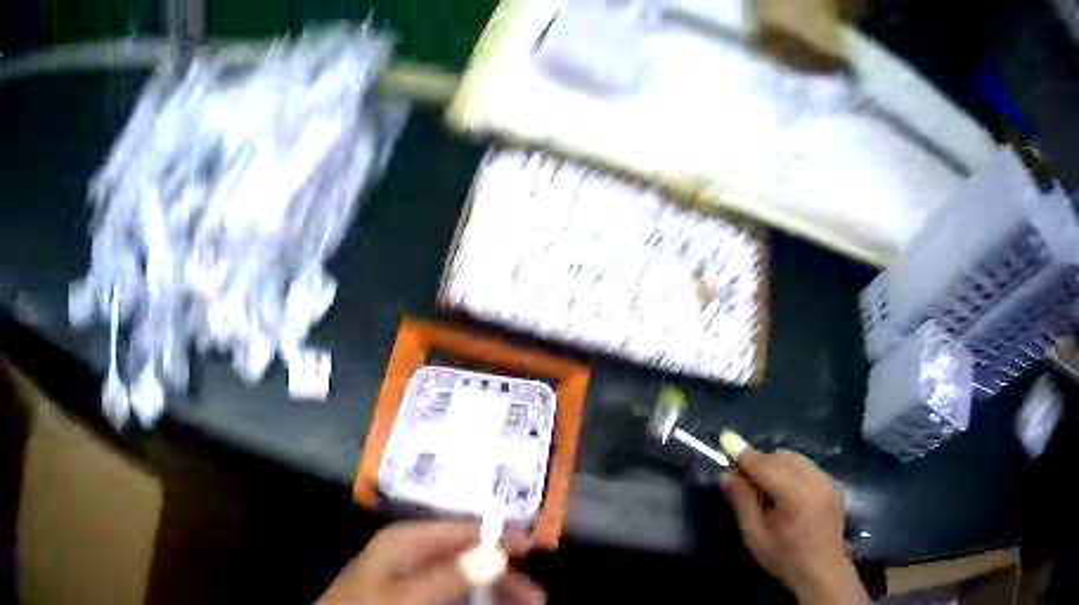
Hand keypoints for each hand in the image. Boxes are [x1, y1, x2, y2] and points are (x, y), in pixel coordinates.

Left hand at [319, 520, 544, 604]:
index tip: (535, 549)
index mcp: (407, 540)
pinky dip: (474, 597)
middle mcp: (411, 551)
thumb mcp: (408, 594)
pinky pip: (451, 590)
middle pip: (468, 554)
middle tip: (536, 598)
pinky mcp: (410, 592)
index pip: (462, 528)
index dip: (499, 536)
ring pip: (463, 574)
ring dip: (494, 589)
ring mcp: (410, 573)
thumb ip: (449, 576)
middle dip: (504, 573)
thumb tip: (497, 554)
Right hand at [720, 449, 867, 604]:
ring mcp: (827, 481)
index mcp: (795, 495)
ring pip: (797, 459)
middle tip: (743, 473)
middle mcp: (815, 480)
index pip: (766, 466)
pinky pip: (809, 467)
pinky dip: (792, 469)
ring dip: (777, 463)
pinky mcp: (834, 485)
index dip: (747, 458)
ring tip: (762, 481)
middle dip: (762, 460)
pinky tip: (784, 487)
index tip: (729, 450)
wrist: (822, 571)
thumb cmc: (784, 557)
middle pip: (783, 458)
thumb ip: (742, 503)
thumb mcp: (755, 536)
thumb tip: (727, 476)